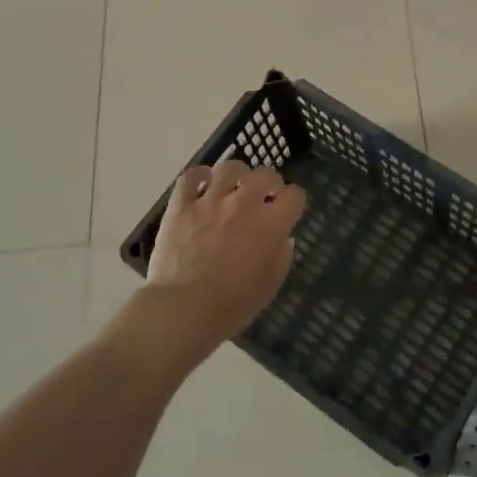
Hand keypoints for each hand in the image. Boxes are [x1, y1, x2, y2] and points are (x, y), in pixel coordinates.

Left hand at [142, 158, 305, 361]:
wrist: (185, 308)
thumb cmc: (233, 305)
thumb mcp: (270, 286)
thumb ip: (281, 256)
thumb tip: (283, 237)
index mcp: (272, 224)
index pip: (295, 195)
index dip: (293, 201)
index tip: (287, 210)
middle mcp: (245, 203)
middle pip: (265, 174)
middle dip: (269, 182)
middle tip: (263, 196)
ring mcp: (211, 200)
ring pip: (230, 168)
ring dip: (236, 175)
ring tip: (232, 186)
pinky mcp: (181, 204)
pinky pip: (191, 176)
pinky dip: (199, 176)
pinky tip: (202, 184)